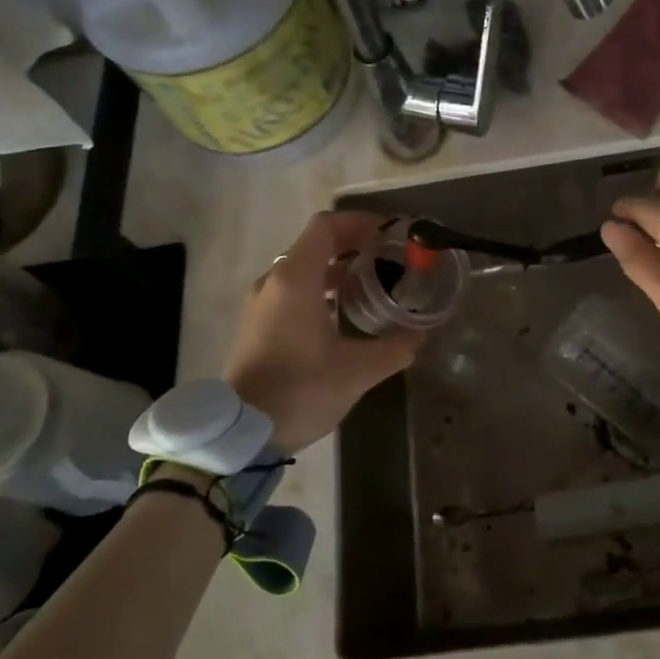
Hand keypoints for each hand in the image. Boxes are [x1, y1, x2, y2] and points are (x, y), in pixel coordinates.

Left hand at [223, 211, 422, 451]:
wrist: (240, 435)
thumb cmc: (300, 391)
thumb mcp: (358, 371)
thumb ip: (395, 347)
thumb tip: (419, 334)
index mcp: (295, 279)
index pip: (327, 226)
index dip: (361, 223)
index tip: (391, 235)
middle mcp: (274, 282)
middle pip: (316, 245)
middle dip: (355, 245)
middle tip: (390, 260)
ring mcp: (262, 303)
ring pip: (304, 269)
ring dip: (338, 269)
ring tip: (374, 285)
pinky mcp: (258, 324)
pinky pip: (293, 290)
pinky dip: (322, 289)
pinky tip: (345, 314)